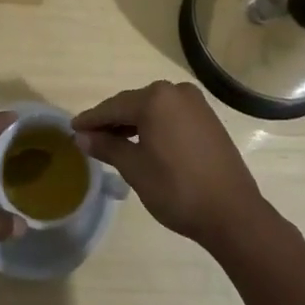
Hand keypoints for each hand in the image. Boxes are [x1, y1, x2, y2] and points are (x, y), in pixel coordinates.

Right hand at [73, 80, 271, 251]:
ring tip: (113, 141)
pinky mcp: (208, 119)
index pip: (114, 107)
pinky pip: (171, 115)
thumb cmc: (177, 189)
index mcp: (155, 99)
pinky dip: (154, 125)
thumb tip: (83, 137)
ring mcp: (196, 104)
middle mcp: (176, 92)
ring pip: (154, 109)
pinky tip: (144, 141)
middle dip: (112, 120)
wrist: (232, 213)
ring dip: (133, 123)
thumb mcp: (135, 168)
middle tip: (90, 136)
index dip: (92, 119)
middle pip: (134, 103)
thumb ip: (107, 147)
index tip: (72, 128)